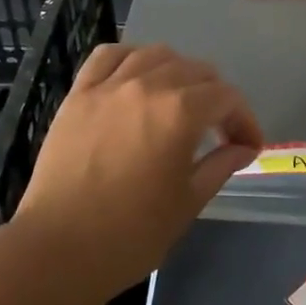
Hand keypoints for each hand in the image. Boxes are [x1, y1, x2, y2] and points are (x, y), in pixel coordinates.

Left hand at [14, 44, 261, 297]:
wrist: (58, 250)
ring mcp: (109, 86)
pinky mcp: (79, 93)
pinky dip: (130, 58)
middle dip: (216, 96)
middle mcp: (148, 86)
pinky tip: (136, 76)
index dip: (244, 120)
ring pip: (156, 54)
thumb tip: (244, 148)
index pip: (227, 98)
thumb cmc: (131, 234)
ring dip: (178, 72)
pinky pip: (108, 56)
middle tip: (218, 129)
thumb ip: (220, 165)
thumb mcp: (188, 203)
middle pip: (196, 70)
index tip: (248, 146)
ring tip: (178, 99)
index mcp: (181, 112)